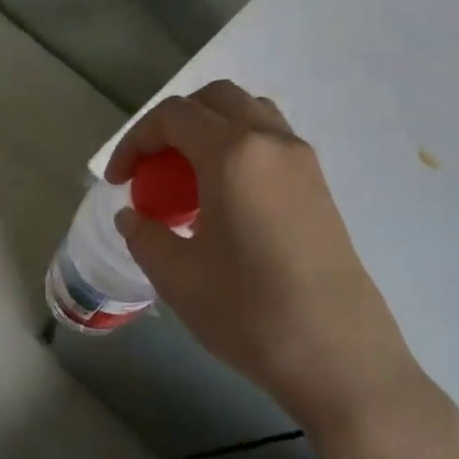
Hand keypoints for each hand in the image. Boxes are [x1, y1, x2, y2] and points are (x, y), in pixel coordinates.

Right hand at [106, 81, 458, 458]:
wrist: (339, 358)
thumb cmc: (249, 313)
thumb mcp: (177, 276)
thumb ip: (144, 234)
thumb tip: (134, 215)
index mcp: (233, 154)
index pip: (173, 116)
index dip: (135, 140)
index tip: (118, 181)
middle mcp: (272, 142)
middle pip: (215, 99)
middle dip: (173, 123)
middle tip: (153, 169)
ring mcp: (304, 162)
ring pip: (250, 115)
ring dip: (211, 131)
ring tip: (190, 180)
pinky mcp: (321, 187)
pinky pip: (272, 143)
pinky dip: (239, 150)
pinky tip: (226, 202)